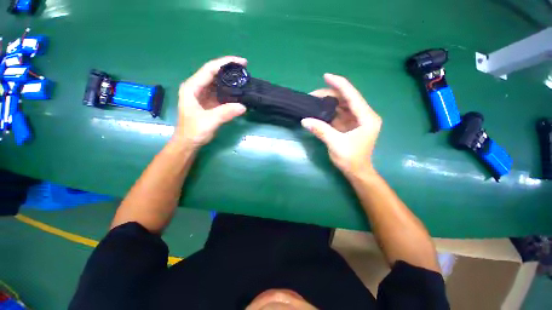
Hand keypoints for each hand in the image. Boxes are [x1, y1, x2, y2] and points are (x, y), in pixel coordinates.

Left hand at [173, 56, 247, 148]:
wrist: (189, 143)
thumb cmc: (193, 131)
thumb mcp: (209, 122)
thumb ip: (225, 113)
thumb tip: (243, 106)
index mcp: (192, 87)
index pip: (210, 69)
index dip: (226, 63)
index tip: (242, 62)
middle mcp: (197, 88)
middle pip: (215, 73)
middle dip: (230, 70)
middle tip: (245, 71)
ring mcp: (203, 95)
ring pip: (218, 83)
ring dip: (231, 81)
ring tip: (244, 80)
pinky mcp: (209, 102)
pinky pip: (221, 93)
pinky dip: (230, 92)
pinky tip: (239, 93)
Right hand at [302, 74, 381, 177]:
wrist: (357, 172)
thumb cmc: (351, 159)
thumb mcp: (335, 144)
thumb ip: (321, 130)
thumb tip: (304, 120)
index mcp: (366, 118)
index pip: (352, 96)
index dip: (339, 84)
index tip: (326, 76)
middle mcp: (364, 116)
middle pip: (346, 99)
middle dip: (330, 95)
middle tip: (312, 96)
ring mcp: (357, 120)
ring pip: (342, 106)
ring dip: (328, 103)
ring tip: (313, 102)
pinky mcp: (350, 125)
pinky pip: (339, 114)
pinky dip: (329, 112)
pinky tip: (318, 111)